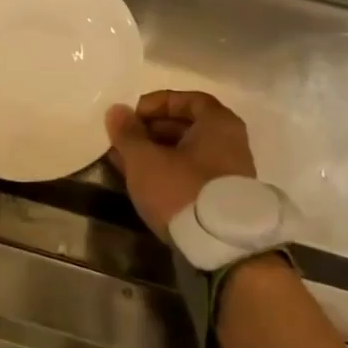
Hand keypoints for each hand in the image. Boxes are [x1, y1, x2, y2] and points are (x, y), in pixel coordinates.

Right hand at [106, 90, 256, 239]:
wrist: (221, 248)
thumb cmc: (183, 190)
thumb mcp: (145, 160)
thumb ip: (128, 134)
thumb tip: (117, 111)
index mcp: (218, 123)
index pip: (187, 99)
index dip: (156, 103)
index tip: (131, 116)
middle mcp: (230, 142)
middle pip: (187, 126)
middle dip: (151, 131)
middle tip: (124, 141)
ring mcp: (230, 173)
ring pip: (186, 153)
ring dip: (156, 154)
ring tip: (125, 163)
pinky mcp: (222, 199)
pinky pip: (191, 174)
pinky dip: (168, 172)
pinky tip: (143, 182)